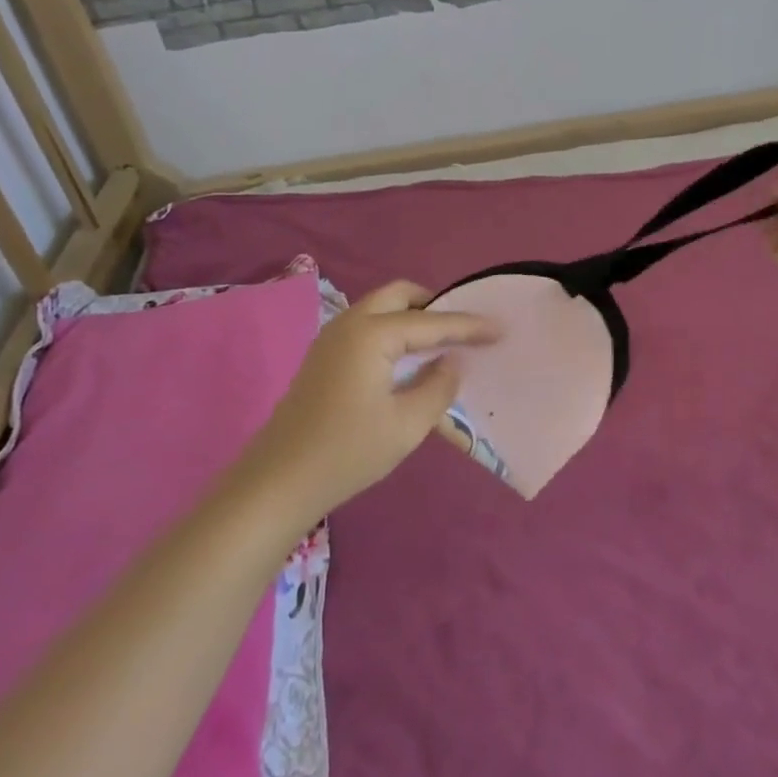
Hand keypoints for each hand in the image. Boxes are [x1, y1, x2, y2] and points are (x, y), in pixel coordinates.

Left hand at [249, 280, 498, 515]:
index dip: (468, 325)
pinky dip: (393, 330)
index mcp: (371, 334)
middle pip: (399, 295)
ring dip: (412, 317)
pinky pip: (367, 326)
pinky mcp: (323, 356)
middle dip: (434, 304)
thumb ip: (437, 387)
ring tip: (441, 343)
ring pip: (380, 308)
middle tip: (463, 329)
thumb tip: (451, 362)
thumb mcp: (406, 425)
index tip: (500, 327)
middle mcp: (350, 323)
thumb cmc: (347, 452)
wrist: (277, 481)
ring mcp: (331, 338)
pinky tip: (408, 360)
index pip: (430, 322)